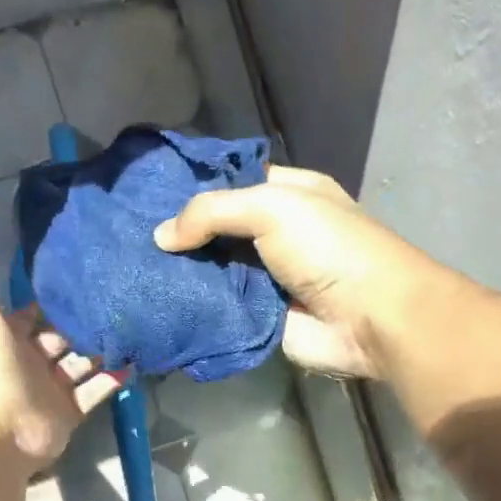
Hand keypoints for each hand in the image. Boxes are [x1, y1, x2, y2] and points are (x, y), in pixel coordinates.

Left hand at [0, 244, 122, 471]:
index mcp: (5, 338)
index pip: (31, 314)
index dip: (50, 299)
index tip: (80, 278)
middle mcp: (28, 361)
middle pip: (61, 337)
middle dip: (82, 323)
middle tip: (115, 300)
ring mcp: (51, 389)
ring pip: (81, 363)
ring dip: (102, 348)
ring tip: (131, 324)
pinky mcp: (70, 411)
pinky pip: (96, 390)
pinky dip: (113, 378)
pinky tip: (134, 358)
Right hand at [152, 166, 436, 378]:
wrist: (370, 319)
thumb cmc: (329, 249)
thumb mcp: (273, 208)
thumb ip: (214, 212)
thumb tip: (161, 236)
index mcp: (289, 194)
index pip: (232, 182)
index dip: (194, 186)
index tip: (148, 196)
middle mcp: (277, 233)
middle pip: (219, 228)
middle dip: (182, 233)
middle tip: (131, 236)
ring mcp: (267, 278)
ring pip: (215, 270)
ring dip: (183, 273)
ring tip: (134, 270)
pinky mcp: (259, 318)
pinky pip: (219, 309)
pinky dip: (195, 307)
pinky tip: (158, 303)